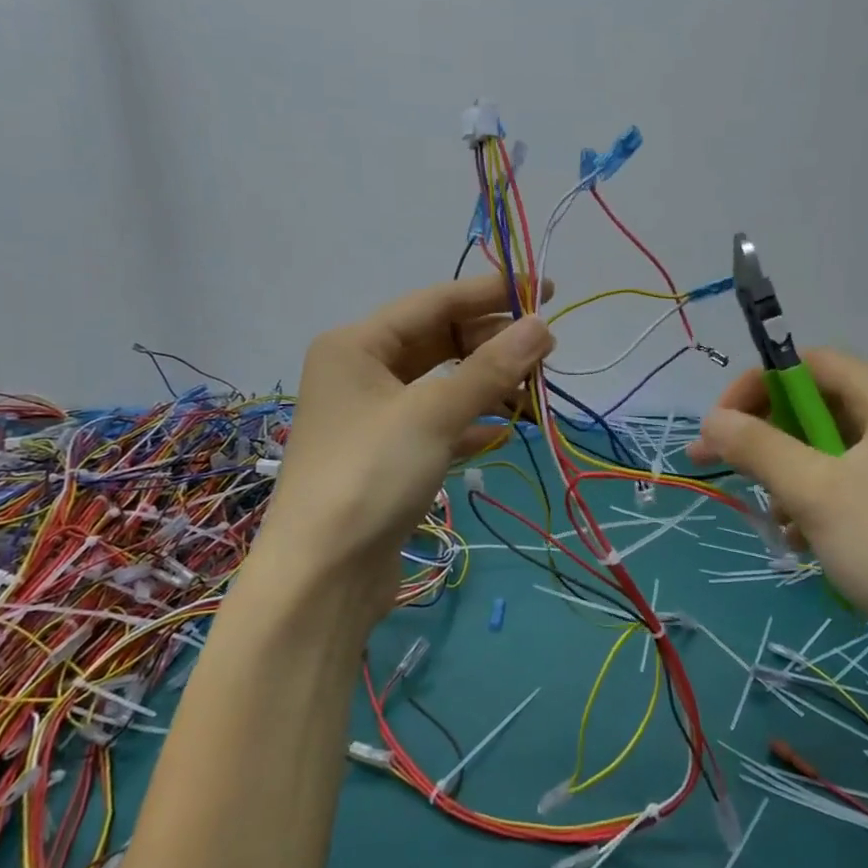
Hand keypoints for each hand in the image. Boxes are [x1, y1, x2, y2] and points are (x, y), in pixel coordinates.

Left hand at [255, 274, 553, 626]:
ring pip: (441, 382)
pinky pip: (438, 421)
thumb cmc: (370, 477)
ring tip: (533, 390)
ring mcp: (373, 415)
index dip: (492, 292)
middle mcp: (360, 371)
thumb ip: (491, 368)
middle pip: (438, 340)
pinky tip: (505, 430)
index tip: (546, 288)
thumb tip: (542, 326)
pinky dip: (471, 421)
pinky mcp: (388, 455)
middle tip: (545, 350)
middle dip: (491, 342)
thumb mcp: (433, 415)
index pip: (434, 302)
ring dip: (486, 383)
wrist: (322, 578)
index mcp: (356, 345)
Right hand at [687, 348, 867, 655]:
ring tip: (774, 519)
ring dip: (789, 476)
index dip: (755, 387)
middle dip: (767, 438)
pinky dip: (818, 500)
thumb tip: (710, 420)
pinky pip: (851, 481)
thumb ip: (757, 447)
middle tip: (726, 470)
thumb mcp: (814, 492)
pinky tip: (801, 540)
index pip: (806, 364)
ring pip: (829, 449)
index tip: (719, 428)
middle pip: (816, 406)